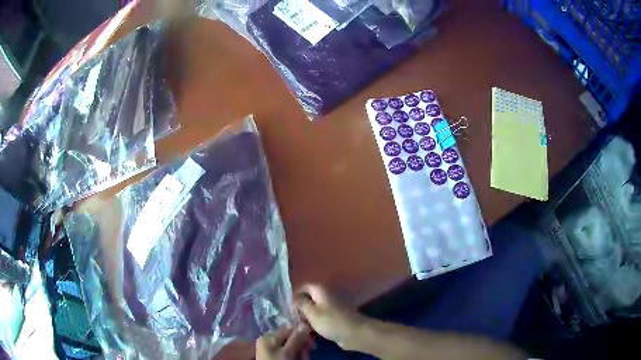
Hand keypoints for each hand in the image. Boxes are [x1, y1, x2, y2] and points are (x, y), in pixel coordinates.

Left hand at [256, 325, 310, 359]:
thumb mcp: (288, 352)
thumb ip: (296, 338)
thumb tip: (304, 324)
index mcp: (268, 337)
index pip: (289, 329)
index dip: (302, 334)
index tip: (311, 343)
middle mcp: (268, 341)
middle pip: (291, 339)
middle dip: (302, 346)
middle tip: (308, 352)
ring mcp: (271, 351)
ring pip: (292, 348)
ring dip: (301, 353)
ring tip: (303, 359)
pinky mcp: (275, 358)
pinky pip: (289, 354)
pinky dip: (296, 358)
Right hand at [295, 284, 366, 349]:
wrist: (353, 332)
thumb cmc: (330, 321)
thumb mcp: (311, 312)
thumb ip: (301, 303)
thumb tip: (294, 299)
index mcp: (321, 290)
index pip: (304, 287)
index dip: (295, 295)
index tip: (288, 307)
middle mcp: (327, 295)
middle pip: (309, 298)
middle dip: (300, 307)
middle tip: (292, 317)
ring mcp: (332, 306)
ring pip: (314, 308)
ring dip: (307, 316)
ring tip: (299, 325)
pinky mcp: (335, 317)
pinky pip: (321, 316)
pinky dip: (315, 321)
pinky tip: (309, 330)